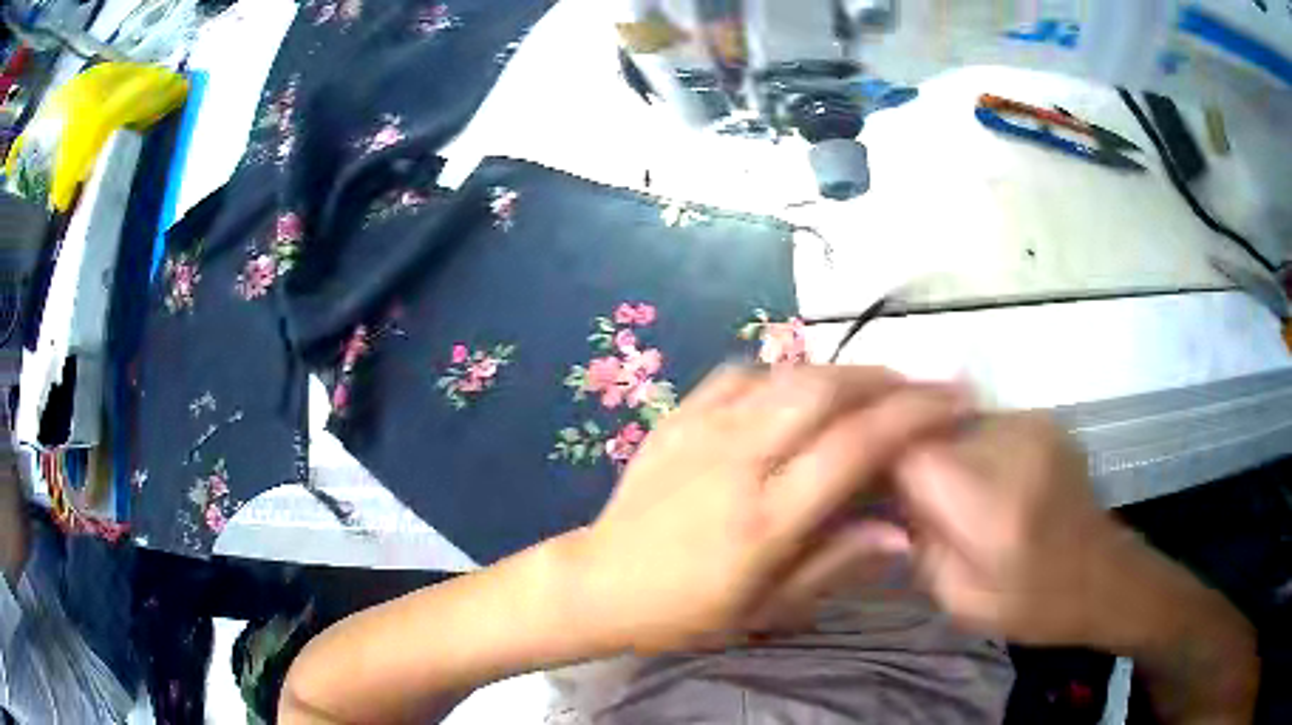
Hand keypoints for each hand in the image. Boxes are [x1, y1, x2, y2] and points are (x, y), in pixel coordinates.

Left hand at [568, 365, 970, 653]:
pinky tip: (796, 389)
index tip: (951, 401)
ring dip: (840, 372)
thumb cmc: (687, 610)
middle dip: (883, 379)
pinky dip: (781, 372)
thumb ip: (836, 563)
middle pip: (824, 392)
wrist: (600, 582)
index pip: (855, 448)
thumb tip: (903, 531)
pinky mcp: (675, 416)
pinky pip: (739, 373)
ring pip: (786, 374)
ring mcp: (700, 430)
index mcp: (764, 518)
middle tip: (918, 386)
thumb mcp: (767, 608)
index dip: (913, 416)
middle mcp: (737, 460)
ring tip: (871, 385)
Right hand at [897, 414, 1260, 722]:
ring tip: (942, 489)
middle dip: (902, 452)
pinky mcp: (1042, 418)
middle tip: (897, 493)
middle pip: (927, 424)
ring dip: (935, 447)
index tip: (857, 481)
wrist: (1105, 577)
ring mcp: (1031, 423)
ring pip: (952, 417)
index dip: (873, 457)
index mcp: (989, 503)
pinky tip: (979, 479)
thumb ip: (915, 543)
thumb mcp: (957, 598)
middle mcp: (1012, 445)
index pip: (908, 451)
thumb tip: (882, 497)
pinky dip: (965, 444)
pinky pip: (980, 419)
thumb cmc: (1032, 603)